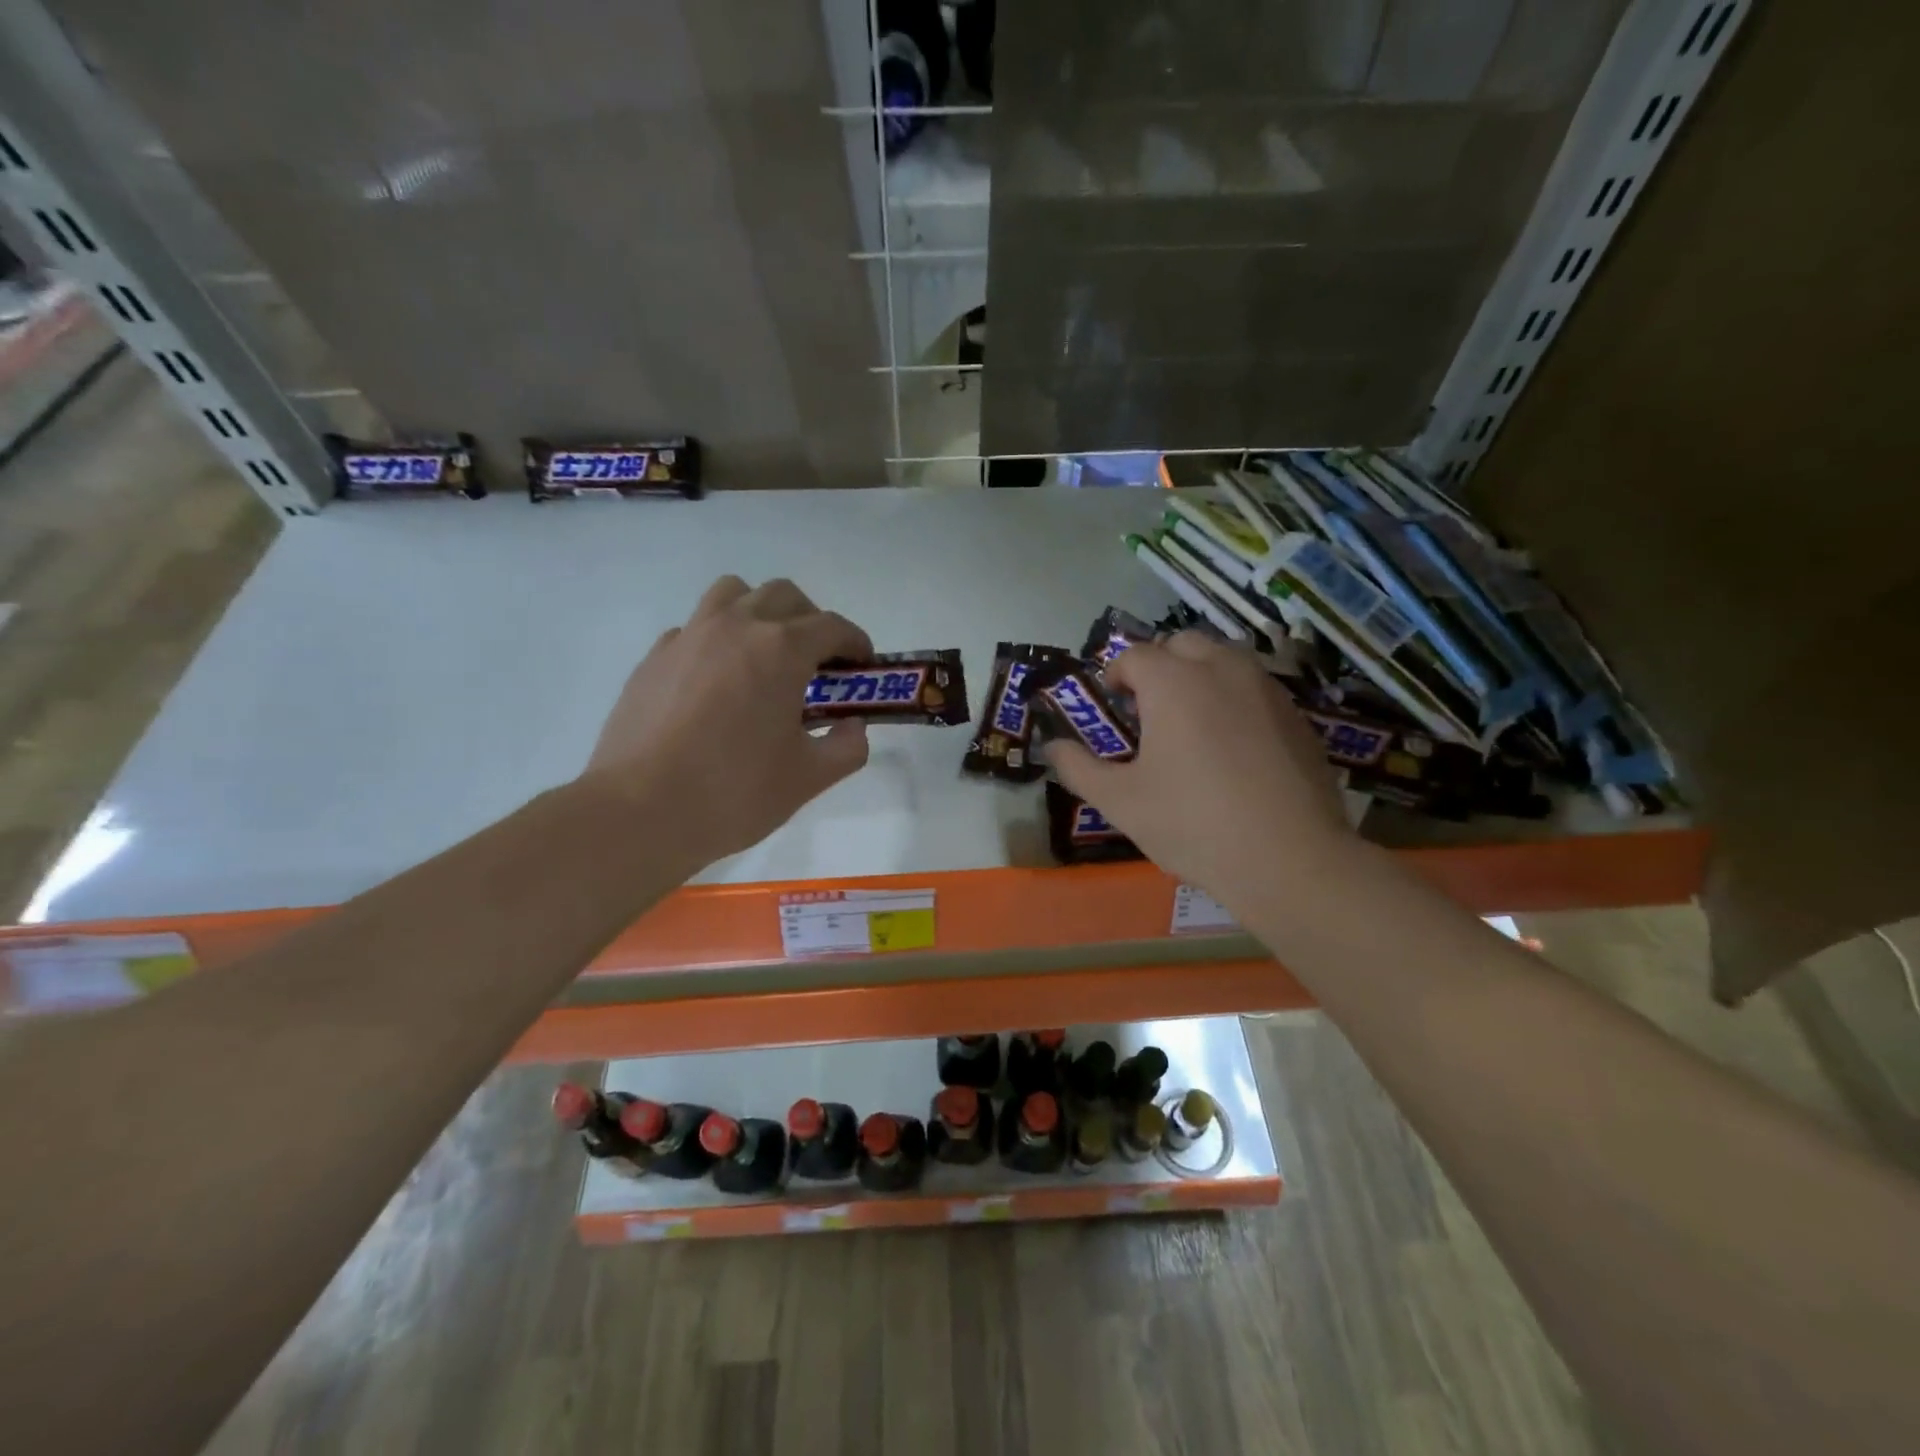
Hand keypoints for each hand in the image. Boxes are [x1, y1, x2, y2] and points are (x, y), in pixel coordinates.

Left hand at [582, 576, 871, 868]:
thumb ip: (846, 747)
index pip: (832, 626)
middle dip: (811, 620)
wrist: (640, 811)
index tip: (861, 666)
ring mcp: (688, 637)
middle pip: (784, 596)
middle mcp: (736, 627)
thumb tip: (852, 727)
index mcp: (781, 650)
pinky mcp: (654, 658)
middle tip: (817, 662)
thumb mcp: (809, 778)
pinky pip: (694, 629)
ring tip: (764, 656)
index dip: (856, 643)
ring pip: (733, 594)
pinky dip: (717, 641)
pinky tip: (716, 684)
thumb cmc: (735, 792)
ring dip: (760, 613)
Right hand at [1048, 631, 1358, 906]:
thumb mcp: (1120, 802)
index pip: (1135, 655)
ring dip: (1200, 674)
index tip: (1113, 704)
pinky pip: (1256, 686)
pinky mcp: (1297, 715)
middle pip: (1183, 644)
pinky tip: (1233, 743)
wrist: (1289, 858)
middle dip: (1160, 665)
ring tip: (1191, 719)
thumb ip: (1078, 767)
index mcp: (1173, 682)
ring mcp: (1266, 689)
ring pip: (1225, 657)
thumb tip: (1052, 747)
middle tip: (1150, 708)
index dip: (1116, 675)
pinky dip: (1235, 696)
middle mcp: (1221, 669)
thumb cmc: (1192, 824)